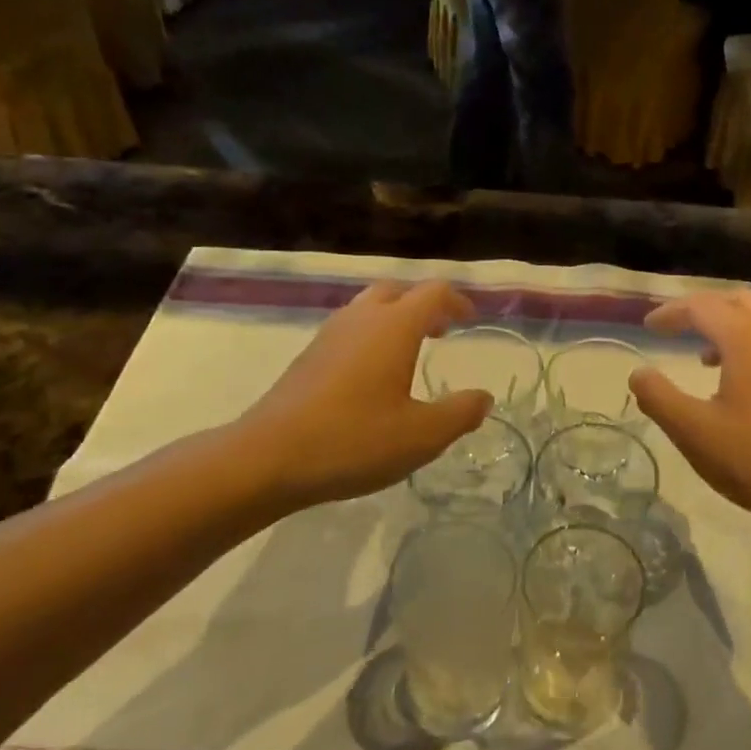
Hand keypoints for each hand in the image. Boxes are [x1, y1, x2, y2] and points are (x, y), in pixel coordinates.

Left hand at [235, 282, 491, 511]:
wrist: (267, 459)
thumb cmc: (353, 441)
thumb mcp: (422, 436)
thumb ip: (459, 413)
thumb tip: (483, 398)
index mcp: (393, 327)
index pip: (433, 293)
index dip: (457, 301)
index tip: (472, 319)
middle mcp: (361, 319)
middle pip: (397, 291)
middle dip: (424, 304)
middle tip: (442, 331)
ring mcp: (328, 336)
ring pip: (368, 308)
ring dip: (395, 318)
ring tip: (410, 352)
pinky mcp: (307, 358)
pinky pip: (348, 330)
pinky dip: (371, 337)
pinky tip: (373, 377)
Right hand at [629, 289, 750, 531]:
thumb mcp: (694, 432)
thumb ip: (659, 397)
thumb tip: (639, 373)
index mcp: (748, 340)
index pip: (702, 306)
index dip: (671, 312)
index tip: (648, 328)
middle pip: (736, 300)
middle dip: (702, 309)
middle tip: (676, 329)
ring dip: (728, 326)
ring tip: (703, 357)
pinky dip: (749, 343)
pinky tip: (738, 382)